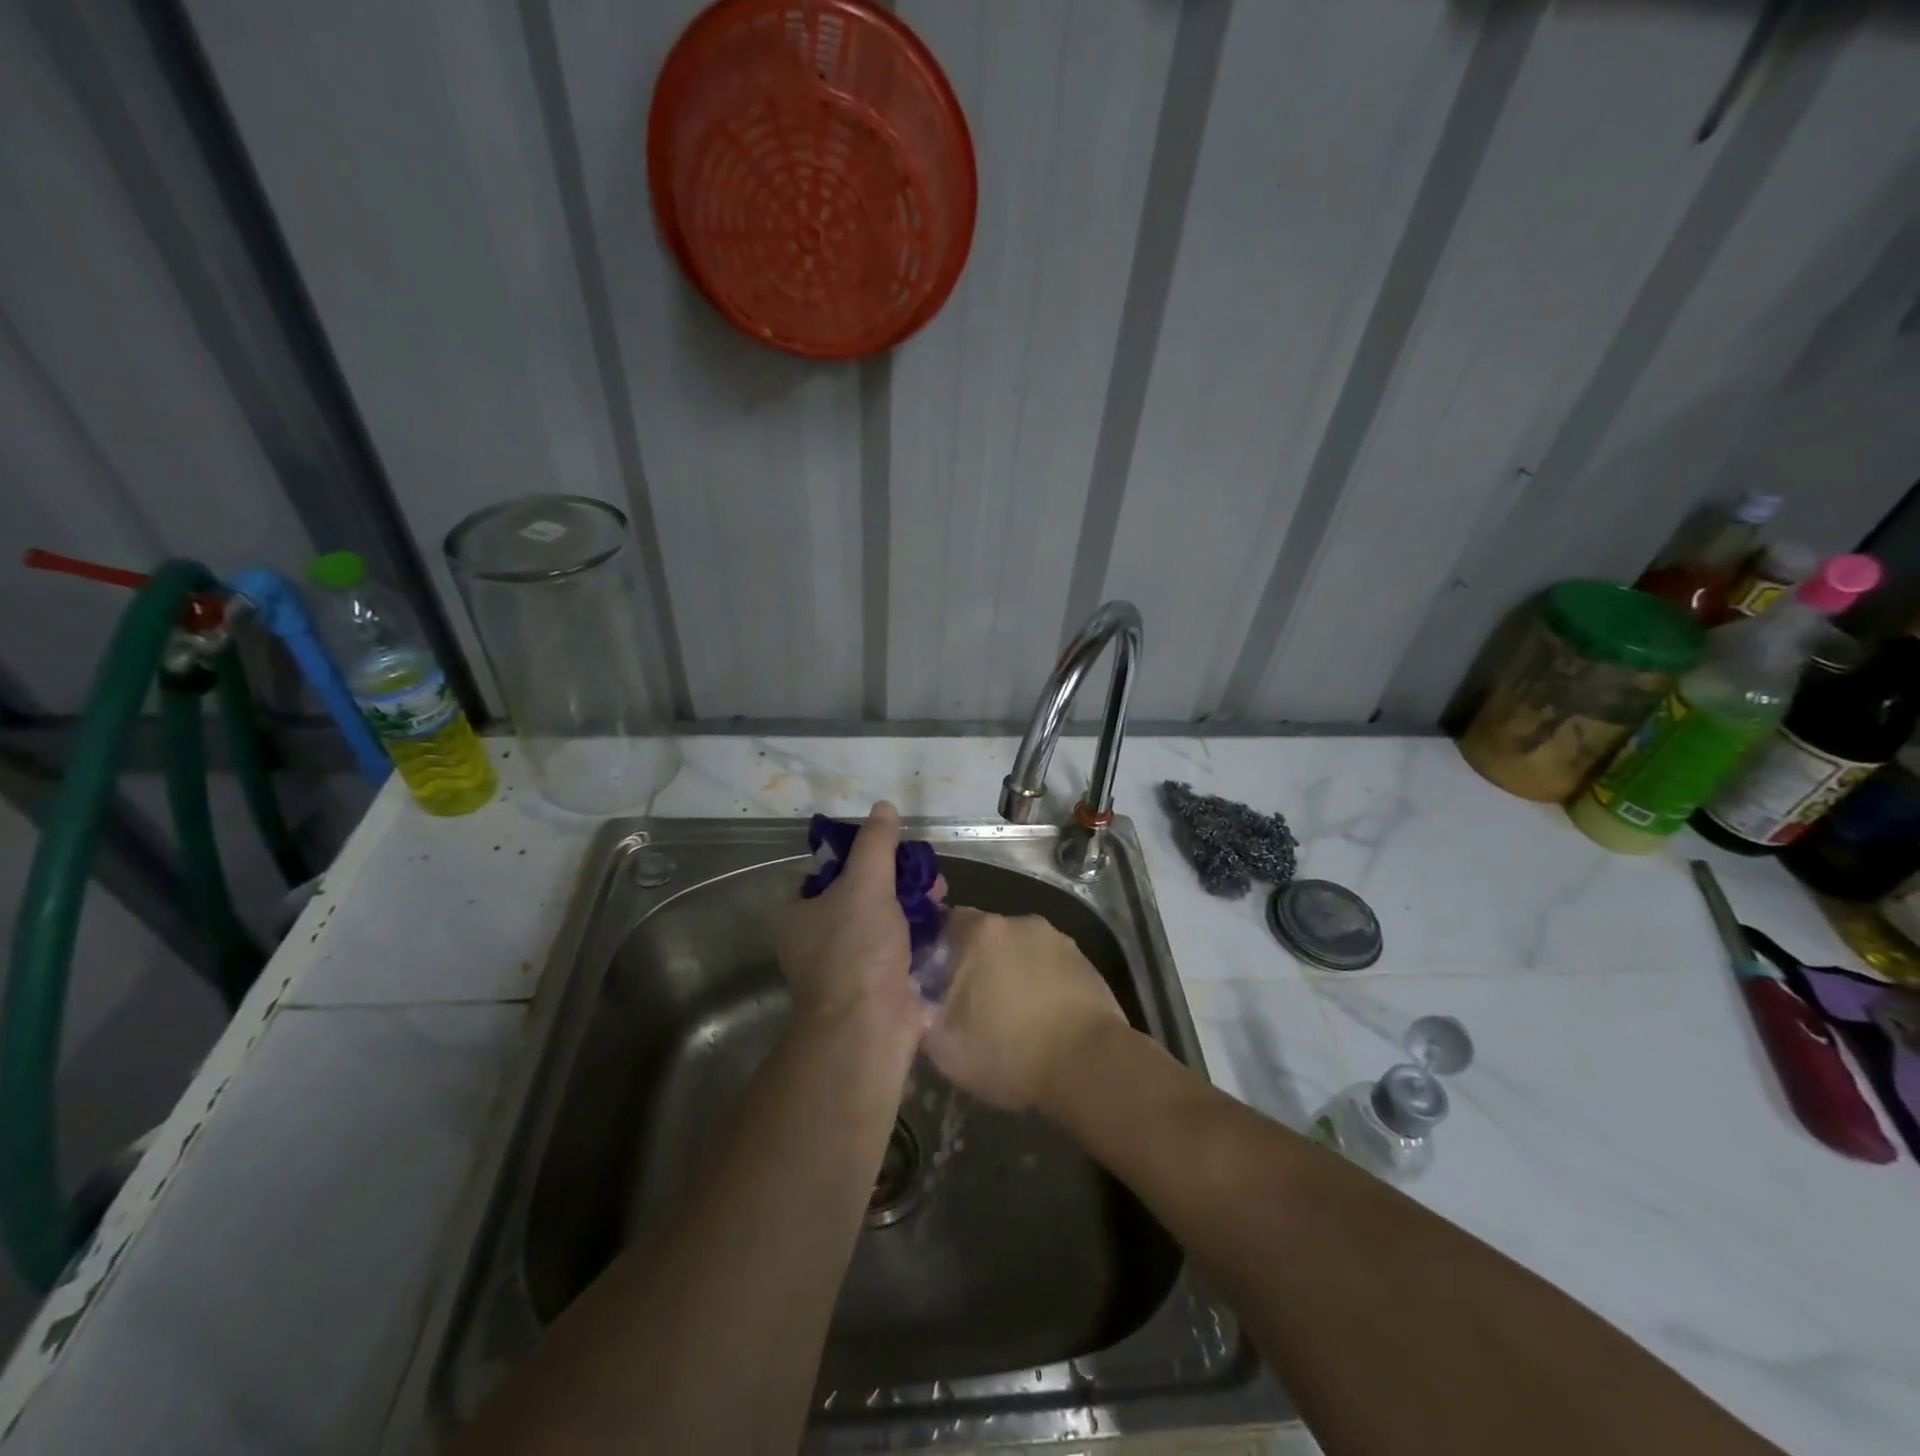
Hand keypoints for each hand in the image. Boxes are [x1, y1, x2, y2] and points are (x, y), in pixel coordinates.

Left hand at [777, 801, 929, 1059]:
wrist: (869, 1028)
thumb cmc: (856, 949)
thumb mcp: (865, 883)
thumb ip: (875, 844)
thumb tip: (883, 807)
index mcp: (801, 914)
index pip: (827, 872)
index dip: (860, 856)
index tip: (891, 850)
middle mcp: (819, 939)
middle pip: (861, 895)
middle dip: (898, 881)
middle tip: (926, 874)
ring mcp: (849, 965)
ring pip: (884, 921)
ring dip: (914, 906)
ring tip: (942, 895)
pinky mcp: (878, 986)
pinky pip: (900, 949)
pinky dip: (920, 936)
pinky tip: (944, 924)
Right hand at [924, 909, 1126, 1111]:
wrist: (1089, 1065)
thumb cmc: (1009, 1051)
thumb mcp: (944, 1046)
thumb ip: (921, 1013)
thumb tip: (918, 1000)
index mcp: (981, 932)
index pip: (948, 923)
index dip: (940, 951)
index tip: (938, 981)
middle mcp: (1020, 922)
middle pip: (987, 936)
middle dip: (979, 962)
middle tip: (974, 1003)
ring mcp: (1058, 939)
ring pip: (1022, 951)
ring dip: (1014, 973)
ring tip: (1014, 1016)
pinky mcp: (1086, 961)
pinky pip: (1051, 967)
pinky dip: (1044, 984)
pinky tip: (1045, 1019)